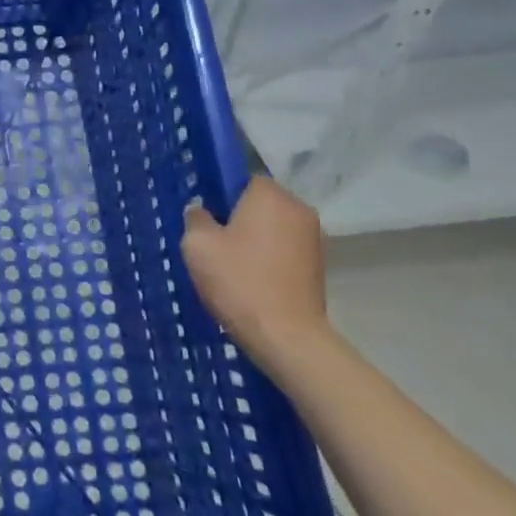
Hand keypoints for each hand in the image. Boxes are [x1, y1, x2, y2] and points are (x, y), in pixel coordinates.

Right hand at [181, 179, 329, 369]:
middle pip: (260, 204)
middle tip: (214, 244)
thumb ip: (196, 218)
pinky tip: (252, 280)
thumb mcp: (197, 245)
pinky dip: (269, 259)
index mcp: (270, 196)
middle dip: (239, 218)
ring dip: (255, 240)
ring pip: (273, 228)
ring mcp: (315, 238)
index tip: (206, 220)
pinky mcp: (319, 266)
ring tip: (232, 266)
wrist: (286, 336)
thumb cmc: (238, 281)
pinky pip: (285, 250)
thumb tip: (201, 211)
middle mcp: (298, 209)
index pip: (243, 180)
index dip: (221, 197)